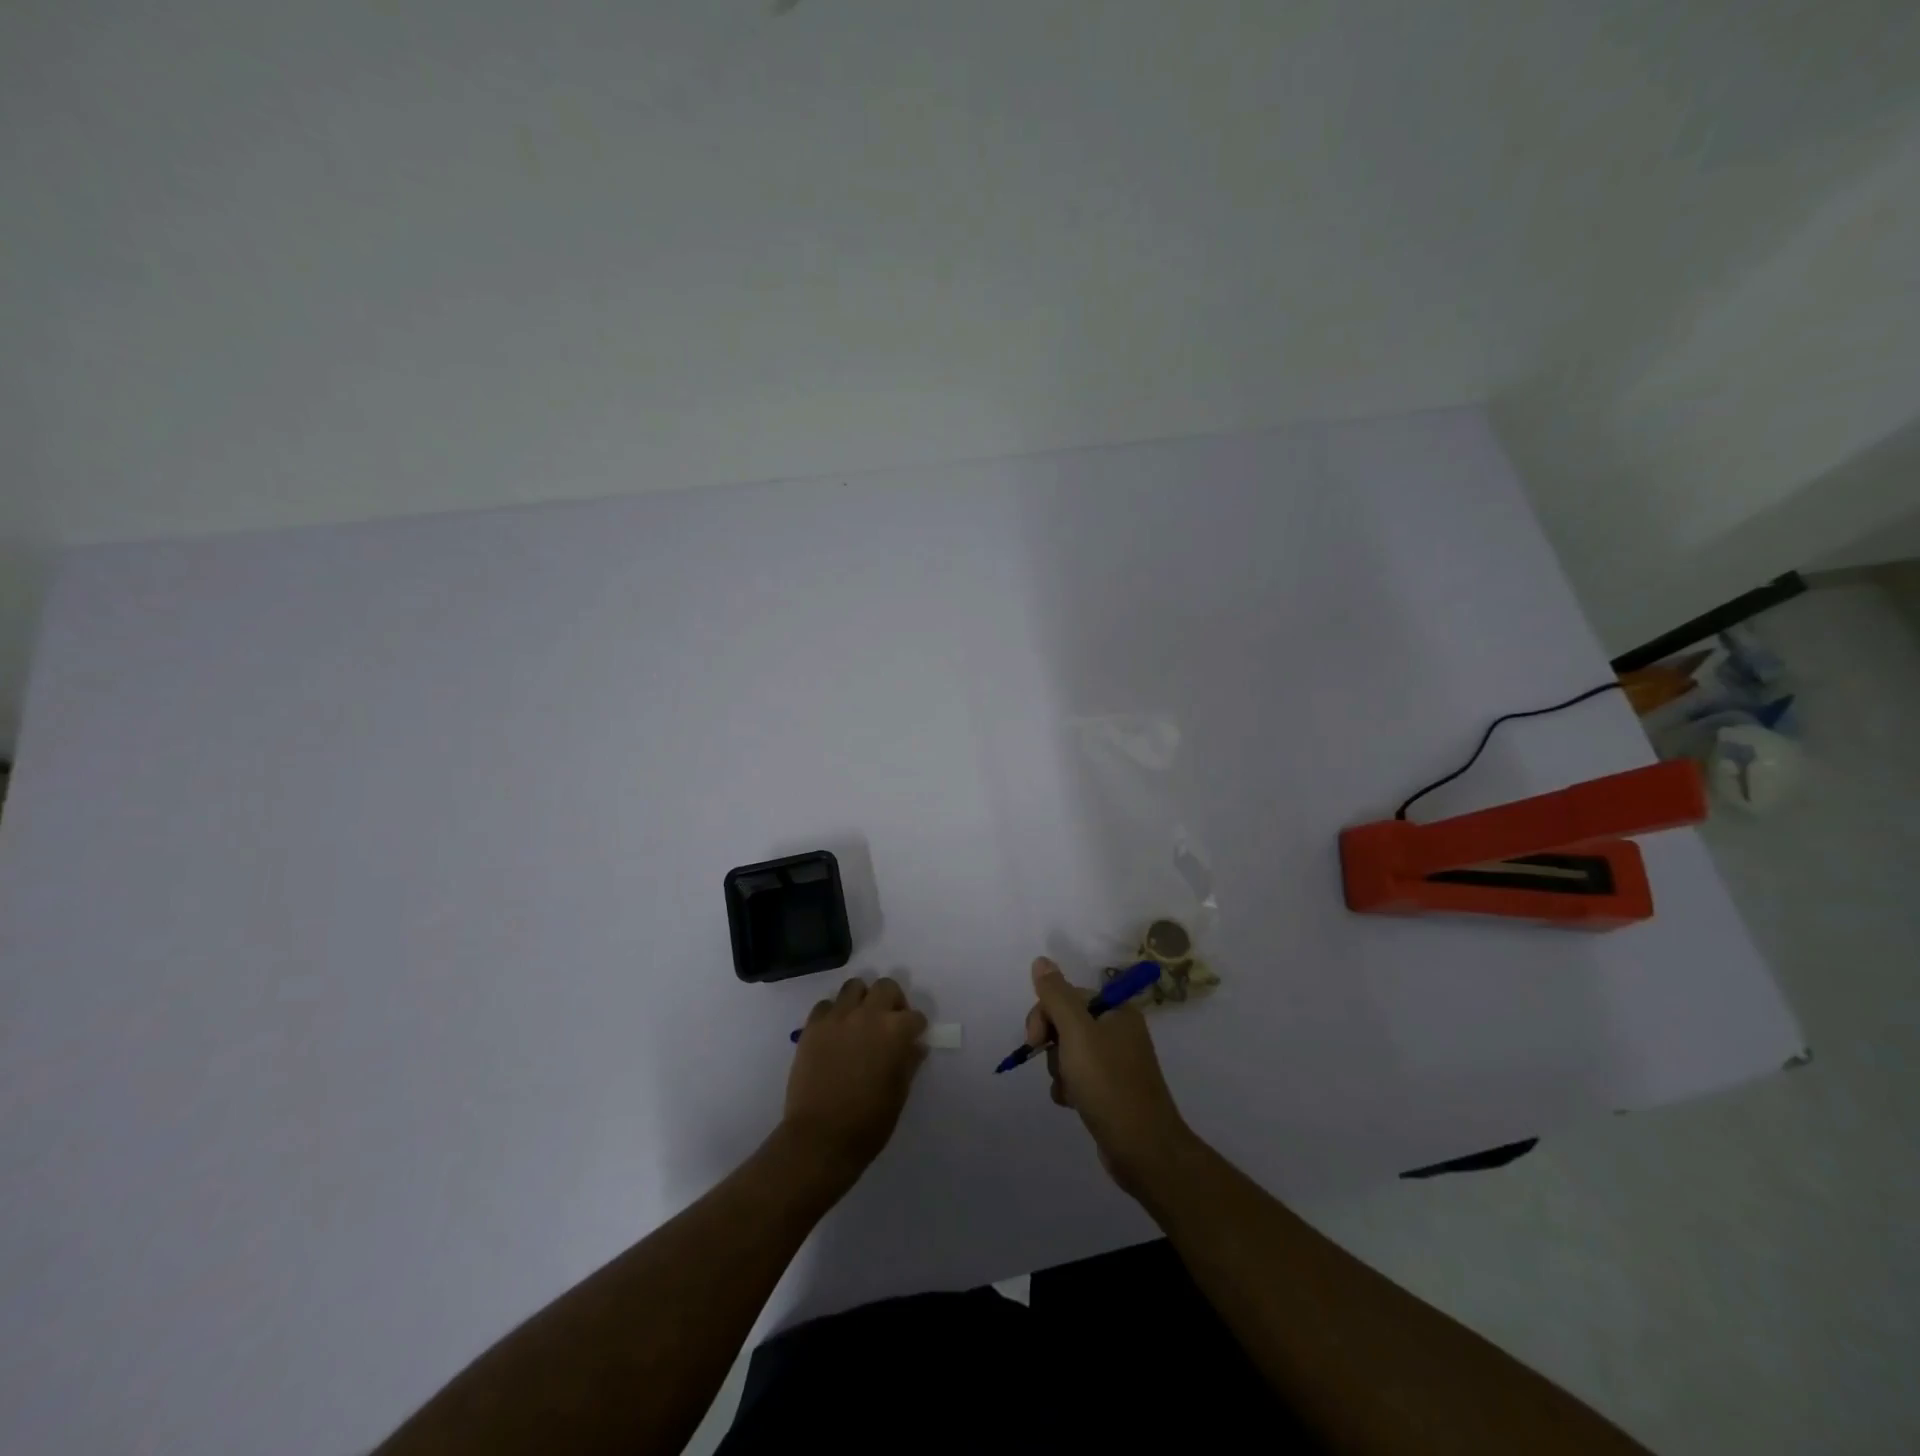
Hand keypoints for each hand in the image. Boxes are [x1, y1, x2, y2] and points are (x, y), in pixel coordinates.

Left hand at [784, 976, 927, 1182]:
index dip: (916, 1028)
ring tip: (860, 1021)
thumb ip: (909, 1062)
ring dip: (862, 999)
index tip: (913, 1038)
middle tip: (889, 1022)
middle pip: (886, 987)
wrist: (820, 1138)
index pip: (914, 1016)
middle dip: (893, 1001)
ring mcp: (837, 1018)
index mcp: (894, 1031)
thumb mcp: (899, 1094)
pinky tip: (835, 1033)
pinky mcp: (812, 1027)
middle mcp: (867, 1015)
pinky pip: (825, 1005)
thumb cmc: (868, 1122)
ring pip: (854, 986)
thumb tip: (915, 1046)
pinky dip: (833, 1013)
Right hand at [1024, 956, 1196, 1197]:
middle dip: (1052, 1045)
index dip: (1045, 1014)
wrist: (1143, 1149)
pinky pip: (1077, 1077)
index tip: (1034, 1040)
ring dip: (1060, 1070)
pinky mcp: (1110, 1090)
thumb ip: (1056, 995)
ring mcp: (1116, 1062)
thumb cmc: (1109, 1084)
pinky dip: (1069, 1088)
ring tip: (1070, 1090)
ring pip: (1068, 1052)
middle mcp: (1119, 1031)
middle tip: (1055, 1066)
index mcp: (1117, 1011)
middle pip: (1067, 1023)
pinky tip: (1073, 1103)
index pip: (1068, 996)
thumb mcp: (1077, 1033)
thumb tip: (1041, 960)